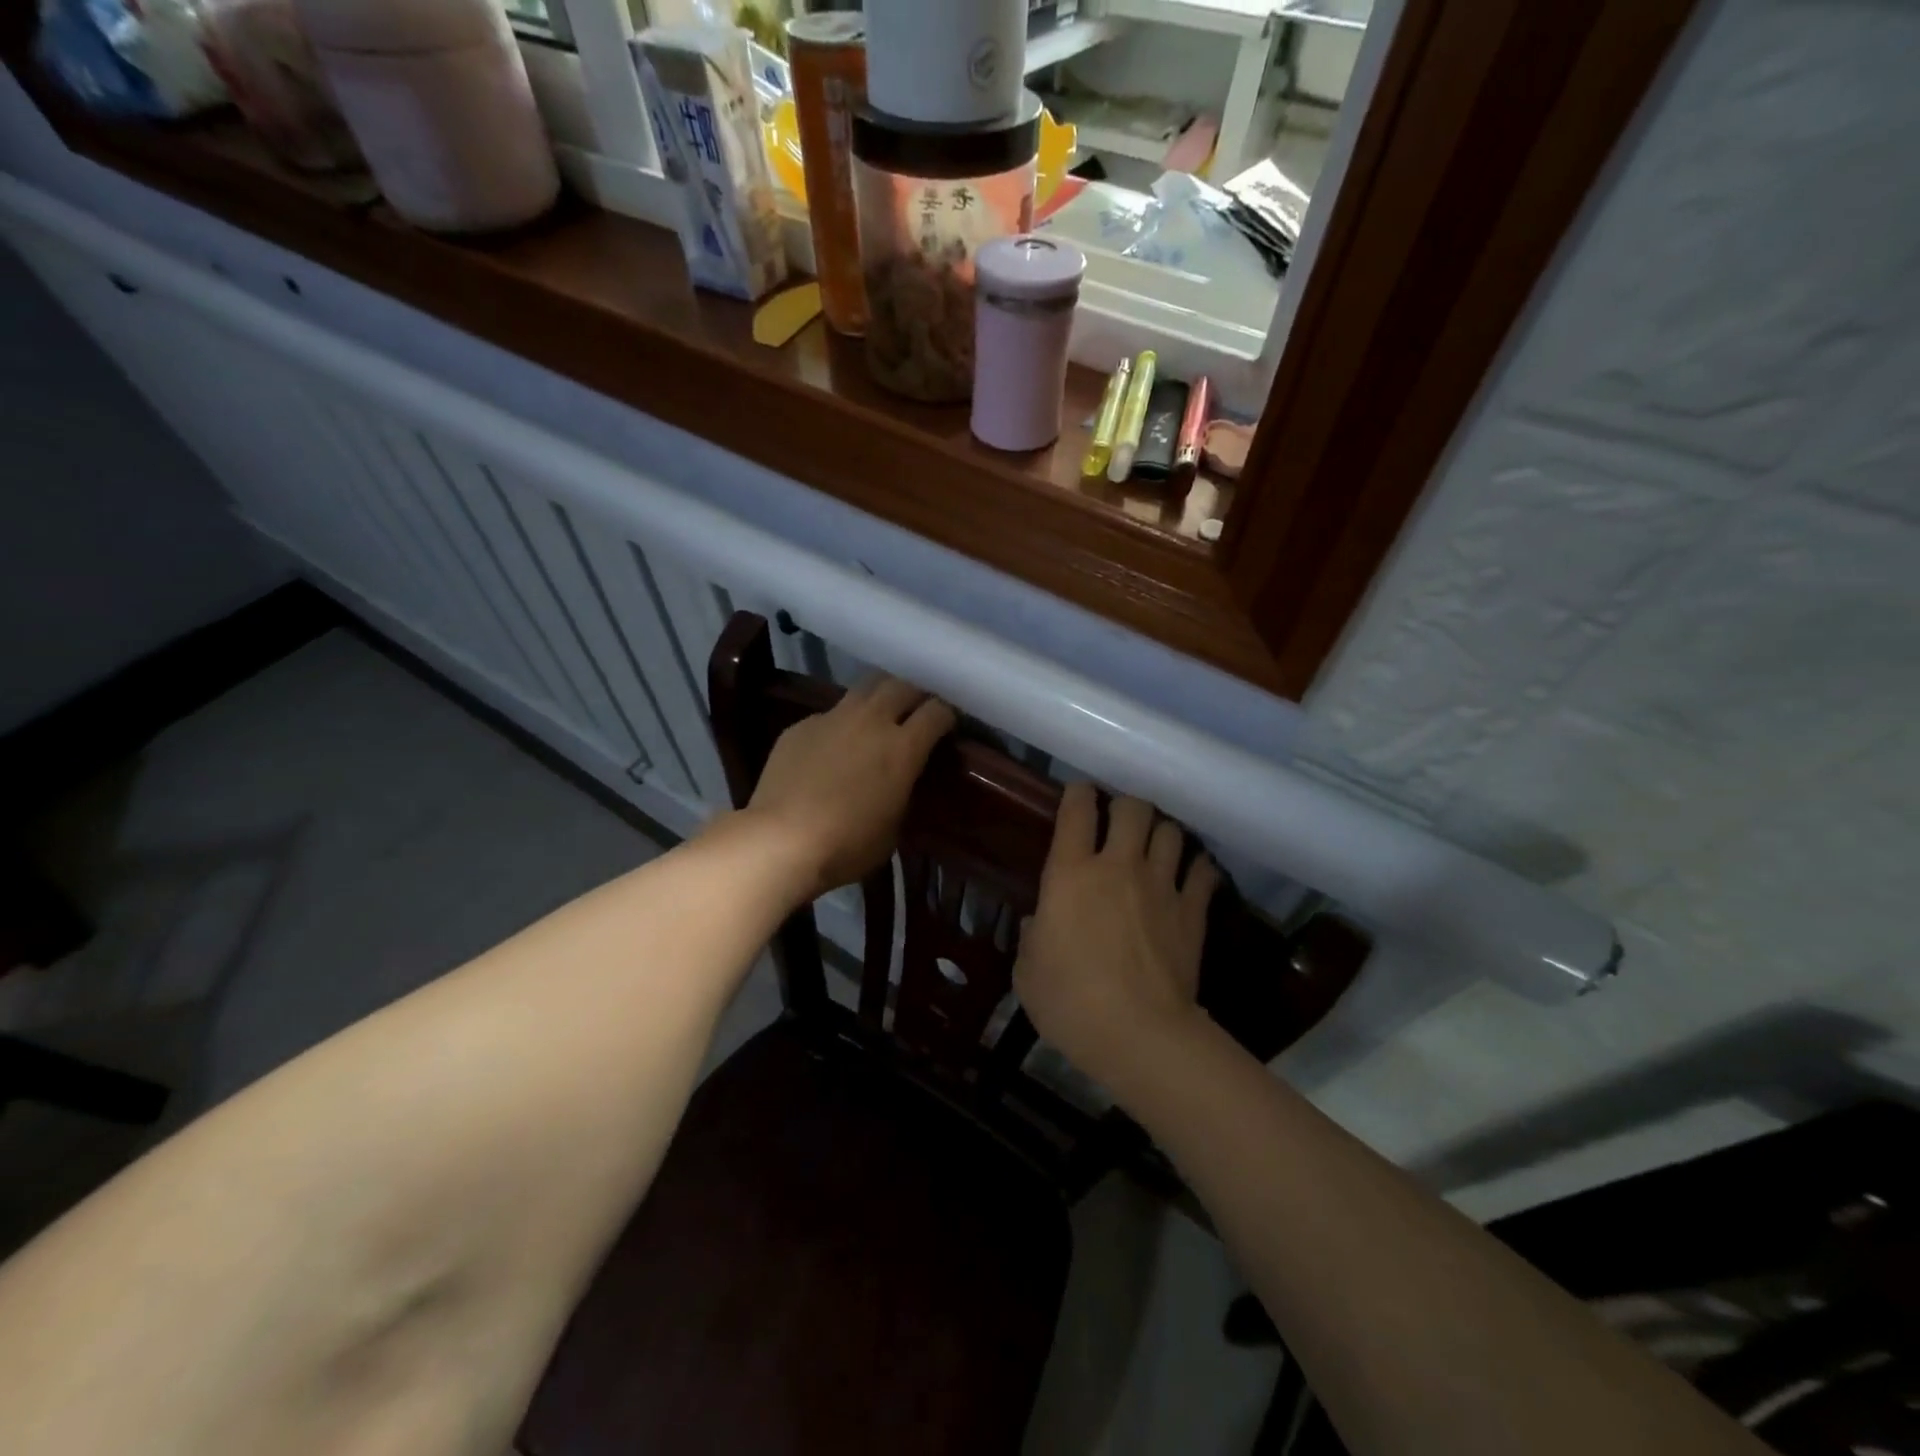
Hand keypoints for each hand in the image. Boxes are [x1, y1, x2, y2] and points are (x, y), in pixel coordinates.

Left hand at [742, 676, 955, 900]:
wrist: (780, 840)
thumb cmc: (847, 845)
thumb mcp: (893, 827)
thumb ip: (903, 792)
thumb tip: (901, 781)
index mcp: (902, 747)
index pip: (938, 711)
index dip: (947, 716)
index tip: (947, 727)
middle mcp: (871, 720)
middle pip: (902, 685)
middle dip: (915, 694)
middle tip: (916, 712)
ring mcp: (833, 718)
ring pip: (865, 689)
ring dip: (879, 698)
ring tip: (878, 717)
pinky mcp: (802, 726)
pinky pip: (830, 714)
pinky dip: (841, 724)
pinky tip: (833, 747)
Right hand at [1014, 783, 1220, 1090]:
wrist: (1139, 1034)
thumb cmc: (1070, 1002)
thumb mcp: (1028, 971)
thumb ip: (1033, 936)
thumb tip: (1042, 922)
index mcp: (1070, 873)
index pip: (1077, 810)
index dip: (1078, 794)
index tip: (1078, 796)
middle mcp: (1118, 866)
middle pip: (1132, 807)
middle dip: (1125, 807)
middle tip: (1119, 823)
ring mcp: (1160, 885)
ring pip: (1170, 831)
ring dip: (1161, 833)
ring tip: (1155, 846)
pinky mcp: (1192, 910)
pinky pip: (1203, 871)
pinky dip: (1198, 868)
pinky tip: (1192, 875)